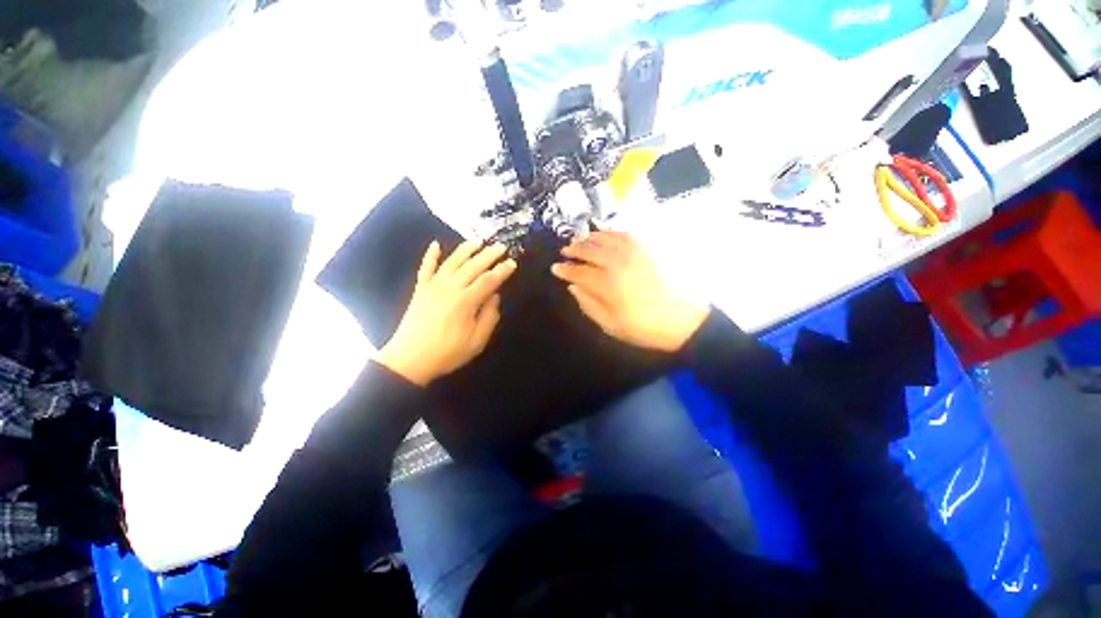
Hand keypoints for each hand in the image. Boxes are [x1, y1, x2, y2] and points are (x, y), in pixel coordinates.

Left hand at [376, 240, 516, 385]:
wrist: (409, 360)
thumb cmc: (447, 353)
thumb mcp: (476, 341)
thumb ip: (489, 317)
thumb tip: (495, 296)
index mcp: (465, 302)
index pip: (488, 280)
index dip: (502, 270)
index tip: (512, 263)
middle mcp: (450, 288)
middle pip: (472, 266)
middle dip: (488, 254)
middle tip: (501, 246)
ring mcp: (432, 286)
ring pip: (451, 262)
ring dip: (465, 249)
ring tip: (477, 241)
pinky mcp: (420, 289)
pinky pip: (425, 267)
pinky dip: (430, 255)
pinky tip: (435, 244)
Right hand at [552, 231, 707, 352]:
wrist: (685, 321)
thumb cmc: (645, 328)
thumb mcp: (611, 325)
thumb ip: (589, 305)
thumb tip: (573, 287)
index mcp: (607, 284)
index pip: (579, 272)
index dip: (565, 269)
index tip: (555, 268)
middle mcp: (618, 262)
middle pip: (590, 250)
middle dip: (574, 250)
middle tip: (565, 251)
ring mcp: (635, 252)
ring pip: (606, 238)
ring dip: (589, 238)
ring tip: (580, 240)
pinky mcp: (649, 247)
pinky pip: (625, 234)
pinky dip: (611, 232)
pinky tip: (605, 234)